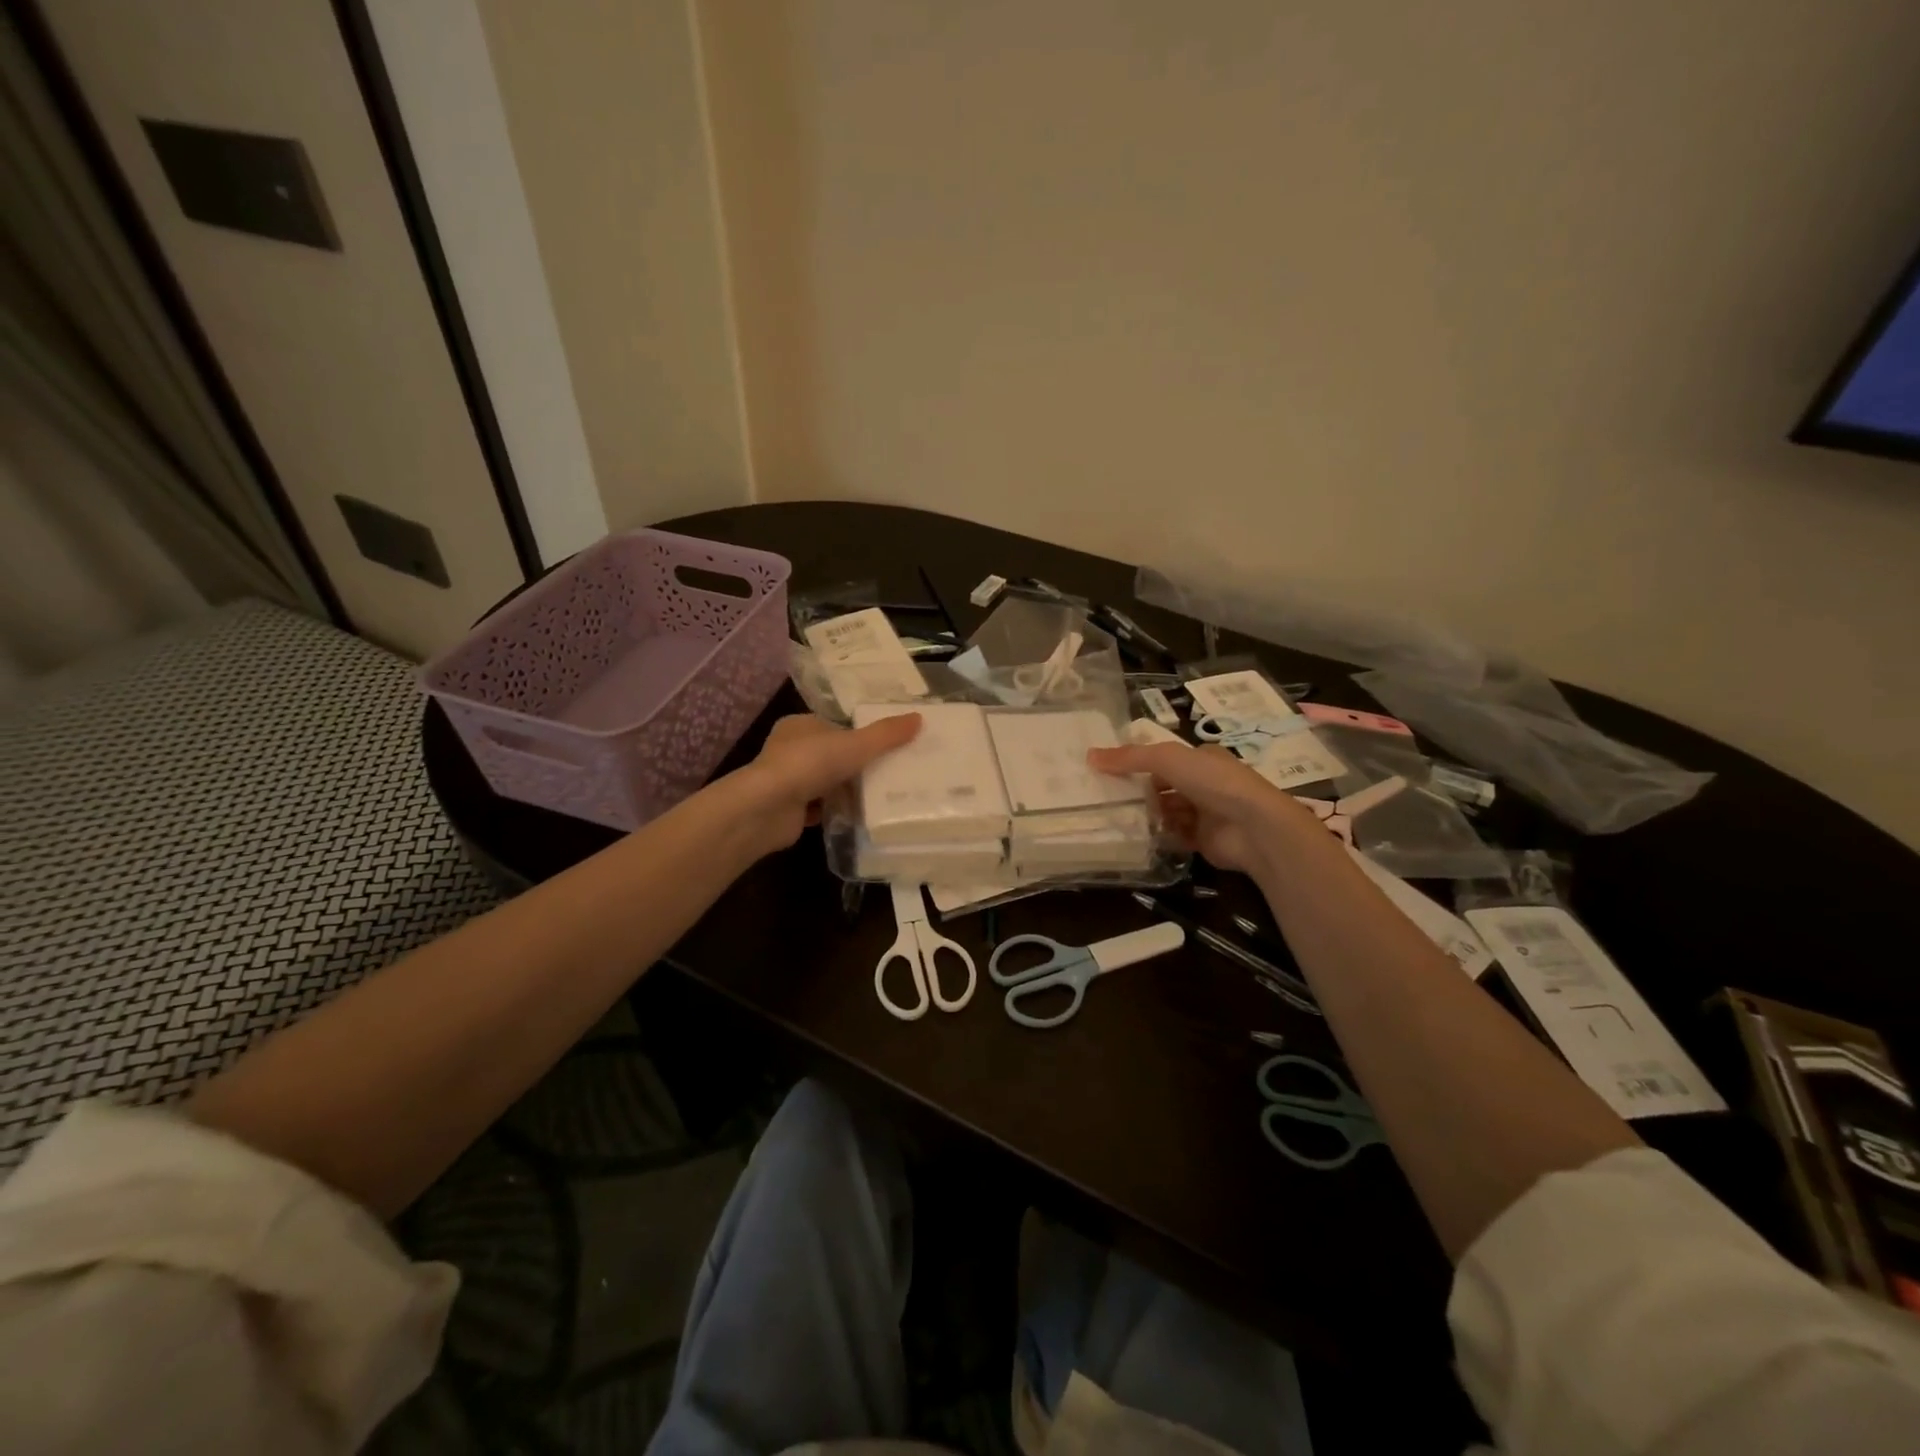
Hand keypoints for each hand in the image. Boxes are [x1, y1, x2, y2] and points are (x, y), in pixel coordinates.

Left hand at [739, 712, 921, 851]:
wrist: (768, 808)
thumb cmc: (809, 764)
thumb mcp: (856, 744)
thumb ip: (886, 734)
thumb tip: (919, 718)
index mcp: (800, 725)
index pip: (835, 726)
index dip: (860, 735)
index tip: (887, 747)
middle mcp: (790, 750)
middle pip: (832, 755)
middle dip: (856, 765)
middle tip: (890, 772)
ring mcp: (787, 781)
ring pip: (825, 782)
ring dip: (847, 789)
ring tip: (881, 795)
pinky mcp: (788, 809)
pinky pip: (819, 807)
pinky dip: (836, 810)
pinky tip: (858, 816)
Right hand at [1088, 742, 1319, 875]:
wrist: (1253, 827)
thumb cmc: (1213, 782)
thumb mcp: (1167, 759)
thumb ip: (1129, 758)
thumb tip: (1089, 756)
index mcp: (1201, 758)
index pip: (1164, 758)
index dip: (1138, 762)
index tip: (1108, 771)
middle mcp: (1204, 784)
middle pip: (1163, 786)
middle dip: (1139, 791)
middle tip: (1105, 797)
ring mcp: (1206, 813)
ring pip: (1167, 811)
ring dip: (1147, 814)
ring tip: (1116, 817)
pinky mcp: (1203, 840)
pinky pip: (1174, 836)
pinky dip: (1158, 836)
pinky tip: (1137, 837)